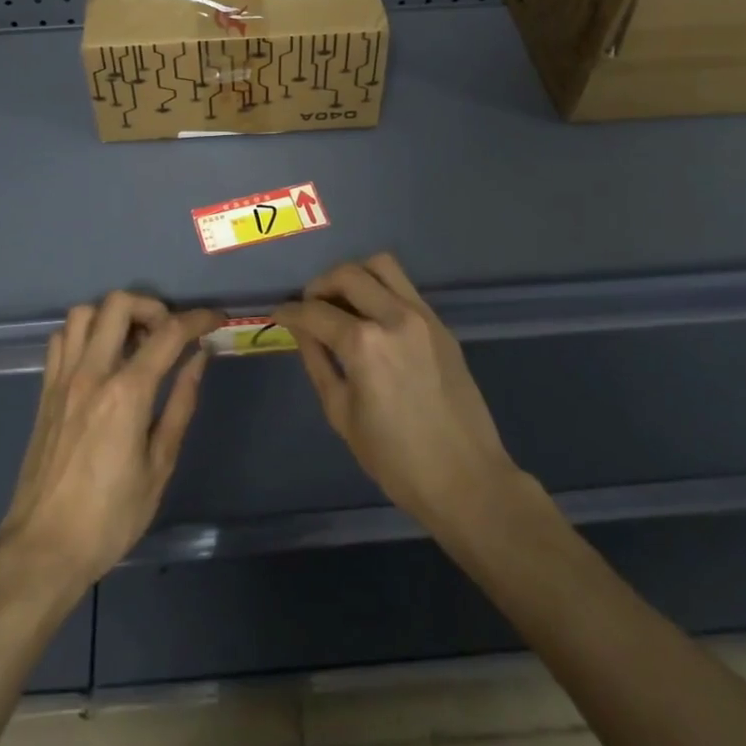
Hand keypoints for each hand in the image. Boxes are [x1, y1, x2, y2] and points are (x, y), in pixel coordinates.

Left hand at [0, 292, 220, 591]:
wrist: (43, 550)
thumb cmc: (110, 518)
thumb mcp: (159, 466)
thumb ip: (180, 405)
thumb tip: (198, 359)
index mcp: (126, 393)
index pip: (169, 333)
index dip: (198, 319)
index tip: (215, 320)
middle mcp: (91, 373)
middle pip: (119, 304)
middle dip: (152, 307)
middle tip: (168, 334)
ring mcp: (62, 379)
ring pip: (84, 312)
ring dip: (114, 316)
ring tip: (133, 342)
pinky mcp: (44, 391)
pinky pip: (62, 339)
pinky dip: (84, 335)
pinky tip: (99, 359)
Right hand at [275, 253, 520, 531]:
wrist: (466, 480)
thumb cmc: (396, 459)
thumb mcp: (342, 414)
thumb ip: (317, 362)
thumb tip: (300, 330)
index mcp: (365, 344)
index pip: (316, 312)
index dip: (290, 311)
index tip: (279, 314)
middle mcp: (394, 317)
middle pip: (347, 274)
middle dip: (319, 285)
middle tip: (310, 306)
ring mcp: (422, 316)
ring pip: (381, 265)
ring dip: (354, 275)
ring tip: (342, 301)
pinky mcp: (441, 324)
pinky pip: (404, 287)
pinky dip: (381, 289)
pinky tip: (372, 317)